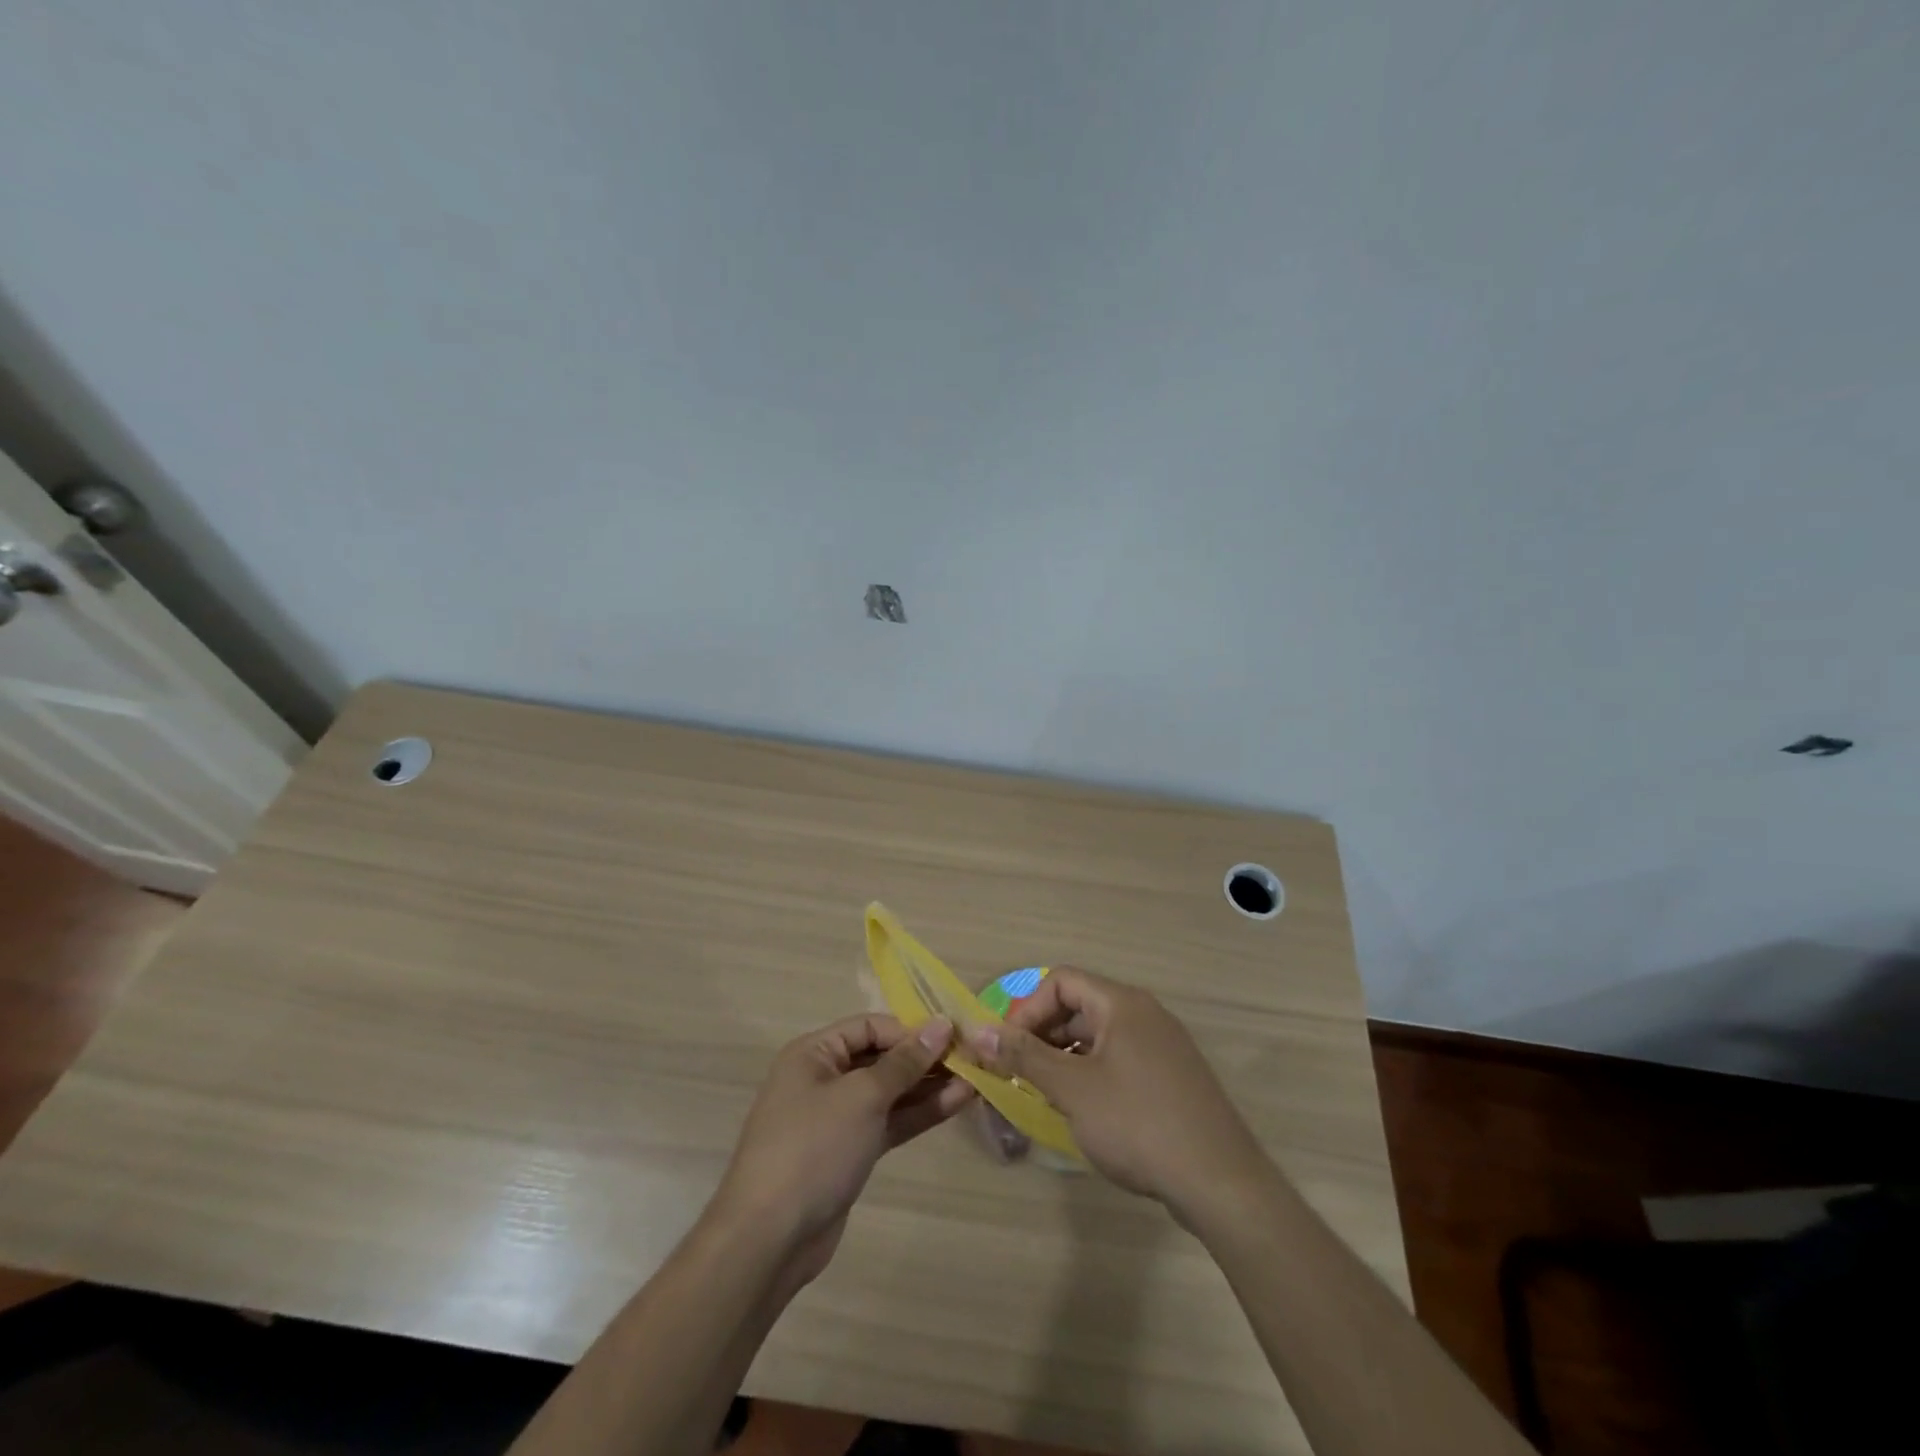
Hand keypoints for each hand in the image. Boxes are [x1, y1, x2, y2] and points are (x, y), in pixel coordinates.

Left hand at [711, 1014, 973, 1282]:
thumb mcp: (862, 1097)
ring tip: (975, 1079)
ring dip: (929, 1086)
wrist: (769, 1239)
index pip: (870, 1027)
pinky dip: (918, 1113)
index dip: (910, 1029)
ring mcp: (837, 1118)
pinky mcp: (849, 1152)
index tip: (953, 1036)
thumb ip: (904, 1062)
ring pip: (890, 1092)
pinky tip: (955, 1104)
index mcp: (813, 1053)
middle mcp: (823, 1078)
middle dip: (925, 1058)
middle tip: (972, 1058)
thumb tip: (940, 1024)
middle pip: (881, 1058)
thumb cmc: (813, 1148)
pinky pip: (888, 1122)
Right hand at [963, 967, 1263, 1217]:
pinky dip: (1092, 1074)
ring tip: (1044, 1094)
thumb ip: (1024, 1056)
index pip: (1062, 981)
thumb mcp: (1073, 1090)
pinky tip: (1083, 1111)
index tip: (1008, 1048)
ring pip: (1099, 1036)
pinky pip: (1120, 1060)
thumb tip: (979, 1031)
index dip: (1028, 1008)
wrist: (1221, 1182)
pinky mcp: (1172, 1077)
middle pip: (1080, 1006)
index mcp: (1122, 1004)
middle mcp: (1144, 1014)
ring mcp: (1163, 1045)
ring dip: (1065, 1057)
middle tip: (1019, 1072)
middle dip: (1043, 1035)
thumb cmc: (1139, 1124)